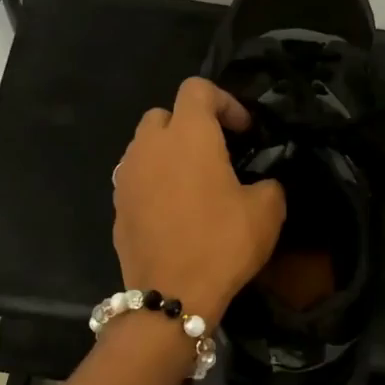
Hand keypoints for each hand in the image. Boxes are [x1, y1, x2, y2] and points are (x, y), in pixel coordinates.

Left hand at [113, 78, 286, 323]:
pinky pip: (136, 179)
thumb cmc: (222, 244)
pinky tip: (174, 211)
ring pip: (145, 147)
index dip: (225, 102)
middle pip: (164, 115)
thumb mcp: (267, 211)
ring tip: (194, 183)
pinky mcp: (116, 206)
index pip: (197, 89)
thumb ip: (268, 183)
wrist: (171, 295)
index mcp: (187, 135)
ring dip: (169, 154)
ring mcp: (126, 176)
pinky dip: (154, 183)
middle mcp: (149, 146)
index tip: (244, 132)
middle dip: (190, 125)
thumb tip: (261, 183)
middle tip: (217, 153)